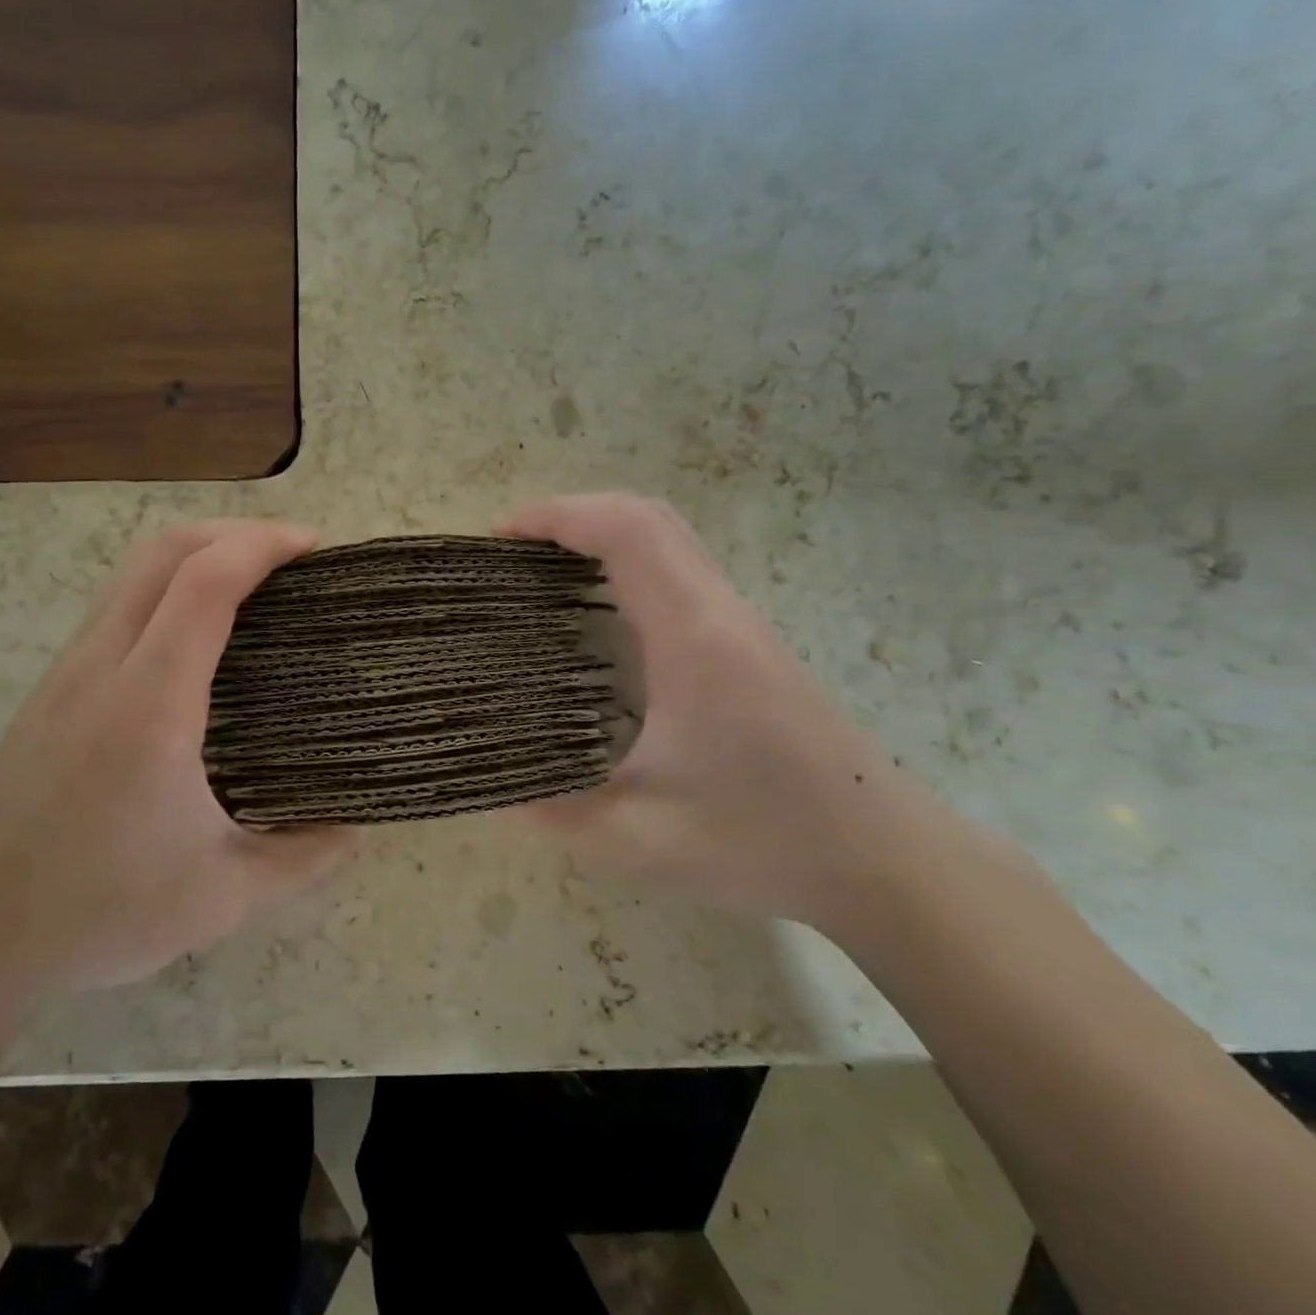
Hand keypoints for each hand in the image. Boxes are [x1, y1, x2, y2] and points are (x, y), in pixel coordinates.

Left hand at [0, 521, 355, 999]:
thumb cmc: (96, 911)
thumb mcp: (219, 897)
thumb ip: (300, 859)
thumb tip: (357, 828)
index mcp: (150, 704)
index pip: (205, 583)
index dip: (262, 546)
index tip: (312, 547)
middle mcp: (103, 667)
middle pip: (163, 551)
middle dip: (232, 532)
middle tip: (289, 555)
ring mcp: (67, 673)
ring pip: (131, 572)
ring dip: (194, 554)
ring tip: (250, 583)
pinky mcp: (50, 690)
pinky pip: (114, 605)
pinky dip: (163, 587)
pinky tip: (192, 634)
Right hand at [504, 493, 933, 928]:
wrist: (887, 862)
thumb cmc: (766, 840)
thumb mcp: (642, 839)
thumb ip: (554, 813)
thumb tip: (488, 792)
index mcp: (694, 638)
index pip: (628, 532)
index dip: (559, 515)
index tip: (502, 534)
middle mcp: (721, 613)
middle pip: (649, 518)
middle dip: (575, 514)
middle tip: (515, 550)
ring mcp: (741, 626)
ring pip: (671, 541)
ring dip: (604, 537)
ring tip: (545, 573)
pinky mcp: (749, 647)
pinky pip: (681, 574)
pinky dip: (629, 567)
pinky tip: (600, 617)